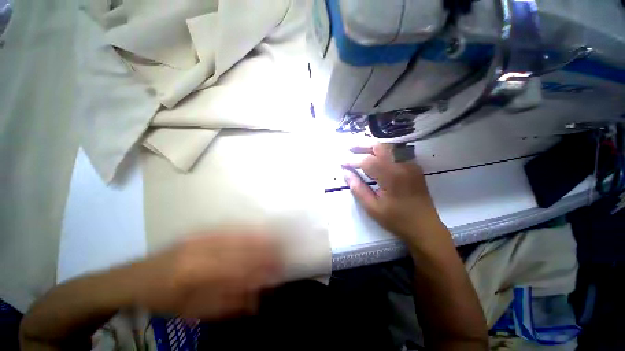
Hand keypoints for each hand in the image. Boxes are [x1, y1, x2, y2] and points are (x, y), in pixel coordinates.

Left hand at [125, 233, 281, 319]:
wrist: (135, 278)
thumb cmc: (163, 300)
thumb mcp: (194, 311)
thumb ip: (228, 303)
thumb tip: (258, 296)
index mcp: (196, 273)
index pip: (239, 268)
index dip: (261, 268)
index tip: (280, 268)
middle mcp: (201, 249)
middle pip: (242, 246)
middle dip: (266, 249)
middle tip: (283, 251)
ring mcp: (201, 235)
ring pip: (238, 233)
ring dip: (260, 236)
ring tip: (277, 238)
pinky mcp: (201, 230)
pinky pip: (229, 227)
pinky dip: (247, 228)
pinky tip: (258, 230)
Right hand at [343, 144, 444, 246]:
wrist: (425, 227)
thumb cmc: (396, 219)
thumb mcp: (372, 207)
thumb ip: (358, 189)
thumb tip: (346, 173)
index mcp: (391, 176)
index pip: (367, 161)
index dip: (352, 160)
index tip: (341, 162)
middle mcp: (402, 165)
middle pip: (380, 147)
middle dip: (362, 145)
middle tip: (349, 147)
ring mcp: (410, 164)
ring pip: (389, 146)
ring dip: (372, 146)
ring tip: (358, 149)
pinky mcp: (414, 166)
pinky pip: (396, 152)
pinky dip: (383, 150)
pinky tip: (375, 154)